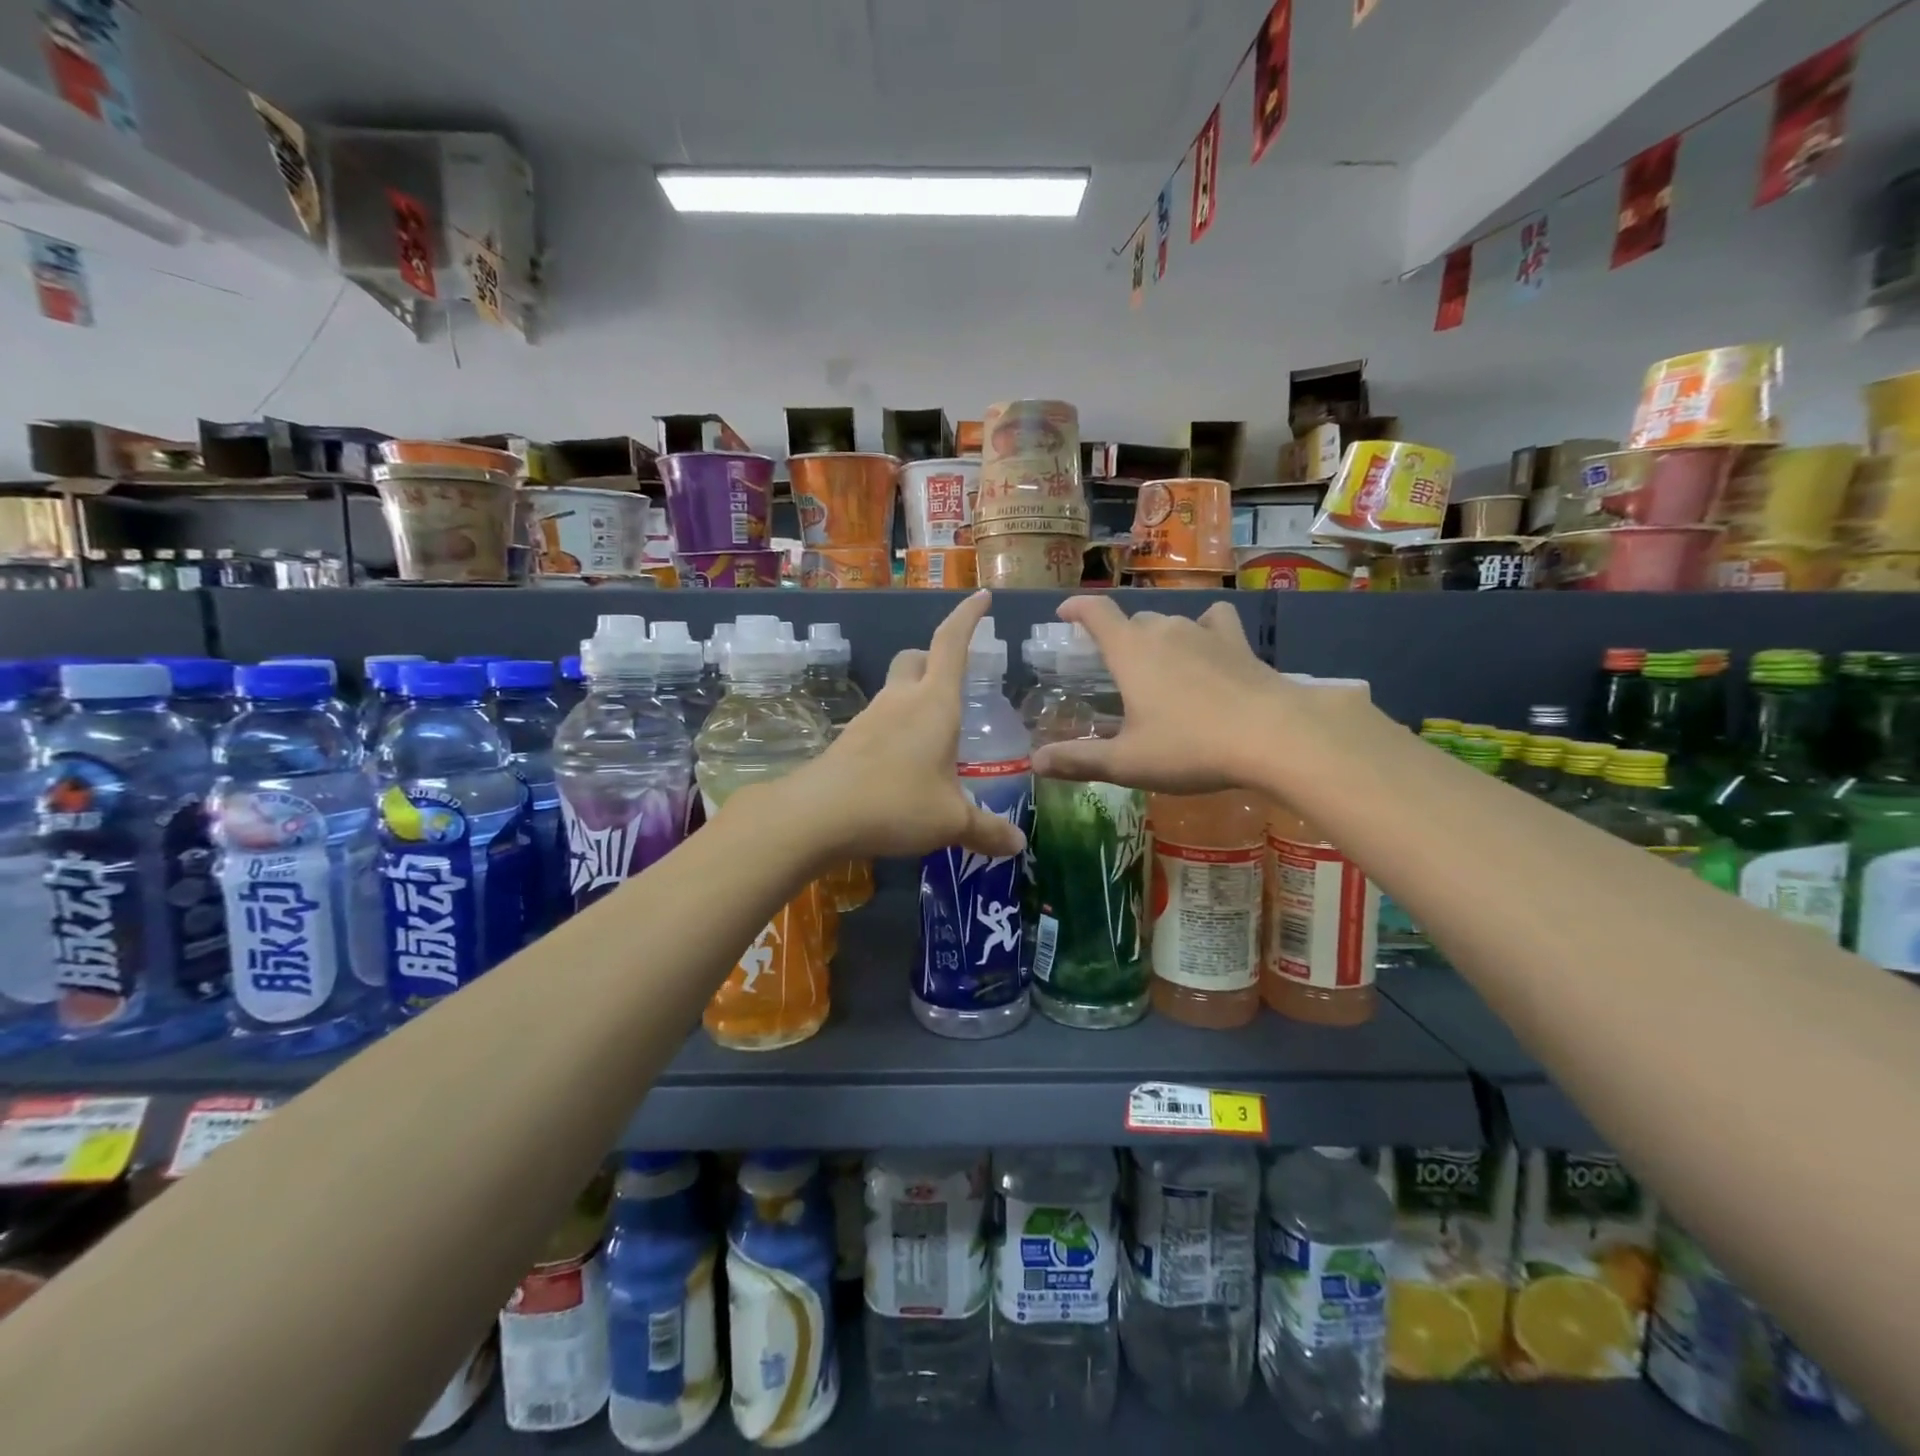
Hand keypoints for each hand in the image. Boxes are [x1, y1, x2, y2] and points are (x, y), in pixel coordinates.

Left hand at [785, 591, 1026, 862]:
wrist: (817, 815)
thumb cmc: (896, 803)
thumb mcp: (951, 821)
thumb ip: (986, 830)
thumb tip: (1018, 845)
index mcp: (935, 703)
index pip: (952, 642)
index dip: (969, 617)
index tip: (982, 596)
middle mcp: (901, 699)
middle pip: (917, 658)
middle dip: (935, 660)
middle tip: (953, 683)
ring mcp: (870, 717)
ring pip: (896, 690)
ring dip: (915, 700)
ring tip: (934, 738)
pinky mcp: (849, 740)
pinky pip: (880, 722)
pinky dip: (896, 731)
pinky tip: (903, 766)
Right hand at [1028, 596, 1361, 794]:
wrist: (1273, 737)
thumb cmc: (1189, 747)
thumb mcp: (1126, 762)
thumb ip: (1078, 760)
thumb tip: (1035, 762)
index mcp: (1130, 651)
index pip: (1096, 613)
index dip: (1076, 608)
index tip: (1064, 614)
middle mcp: (1165, 630)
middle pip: (1133, 620)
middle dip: (1118, 637)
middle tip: (1114, 666)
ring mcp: (1205, 633)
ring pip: (1171, 623)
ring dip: (1157, 638)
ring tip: (1157, 666)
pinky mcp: (1239, 644)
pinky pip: (1215, 623)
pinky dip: (1204, 631)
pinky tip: (1208, 648)